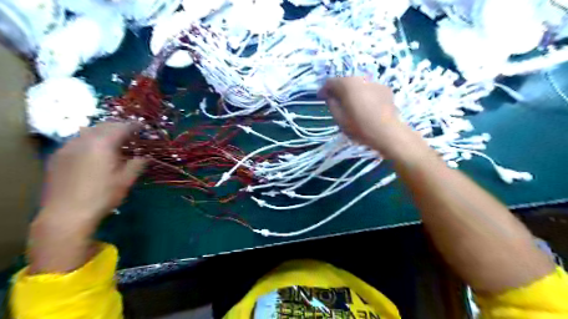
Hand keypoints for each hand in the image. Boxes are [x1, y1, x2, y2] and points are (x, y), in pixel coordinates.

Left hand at [39, 122, 145, 231]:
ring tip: (113, 141)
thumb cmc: (102, 196)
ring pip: (87, 132)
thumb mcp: (126, 180)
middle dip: (118, 127)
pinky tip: (94, 152)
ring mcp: (67, 148)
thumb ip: (137, 164)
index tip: (143, 128)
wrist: (66, 214)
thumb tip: (144, 157)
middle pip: (103, 126)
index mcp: (102, 144)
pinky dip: (89, 141)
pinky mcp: (57, 157)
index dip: (134, 126)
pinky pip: (76, 141)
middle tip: (130, 134)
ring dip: (103, 132)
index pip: (121, 127)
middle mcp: (83, 140)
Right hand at [319, 76, 420, 157]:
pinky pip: (369, 89)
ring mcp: (375, 82)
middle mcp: (361, 78)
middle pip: (345, 81)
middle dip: (338, 90)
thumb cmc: (360, 127)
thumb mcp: (339, 119)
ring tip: (352, 105)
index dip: (323, 90)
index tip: (320, 98)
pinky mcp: (385, 89)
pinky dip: (364, 95)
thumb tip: (330, 97)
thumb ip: (331, 104)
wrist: (387, 132)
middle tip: (335, 102)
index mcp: (347, 84)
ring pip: (358, 85)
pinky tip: (366, 107)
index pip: (330, 82)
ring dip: (352, 92)